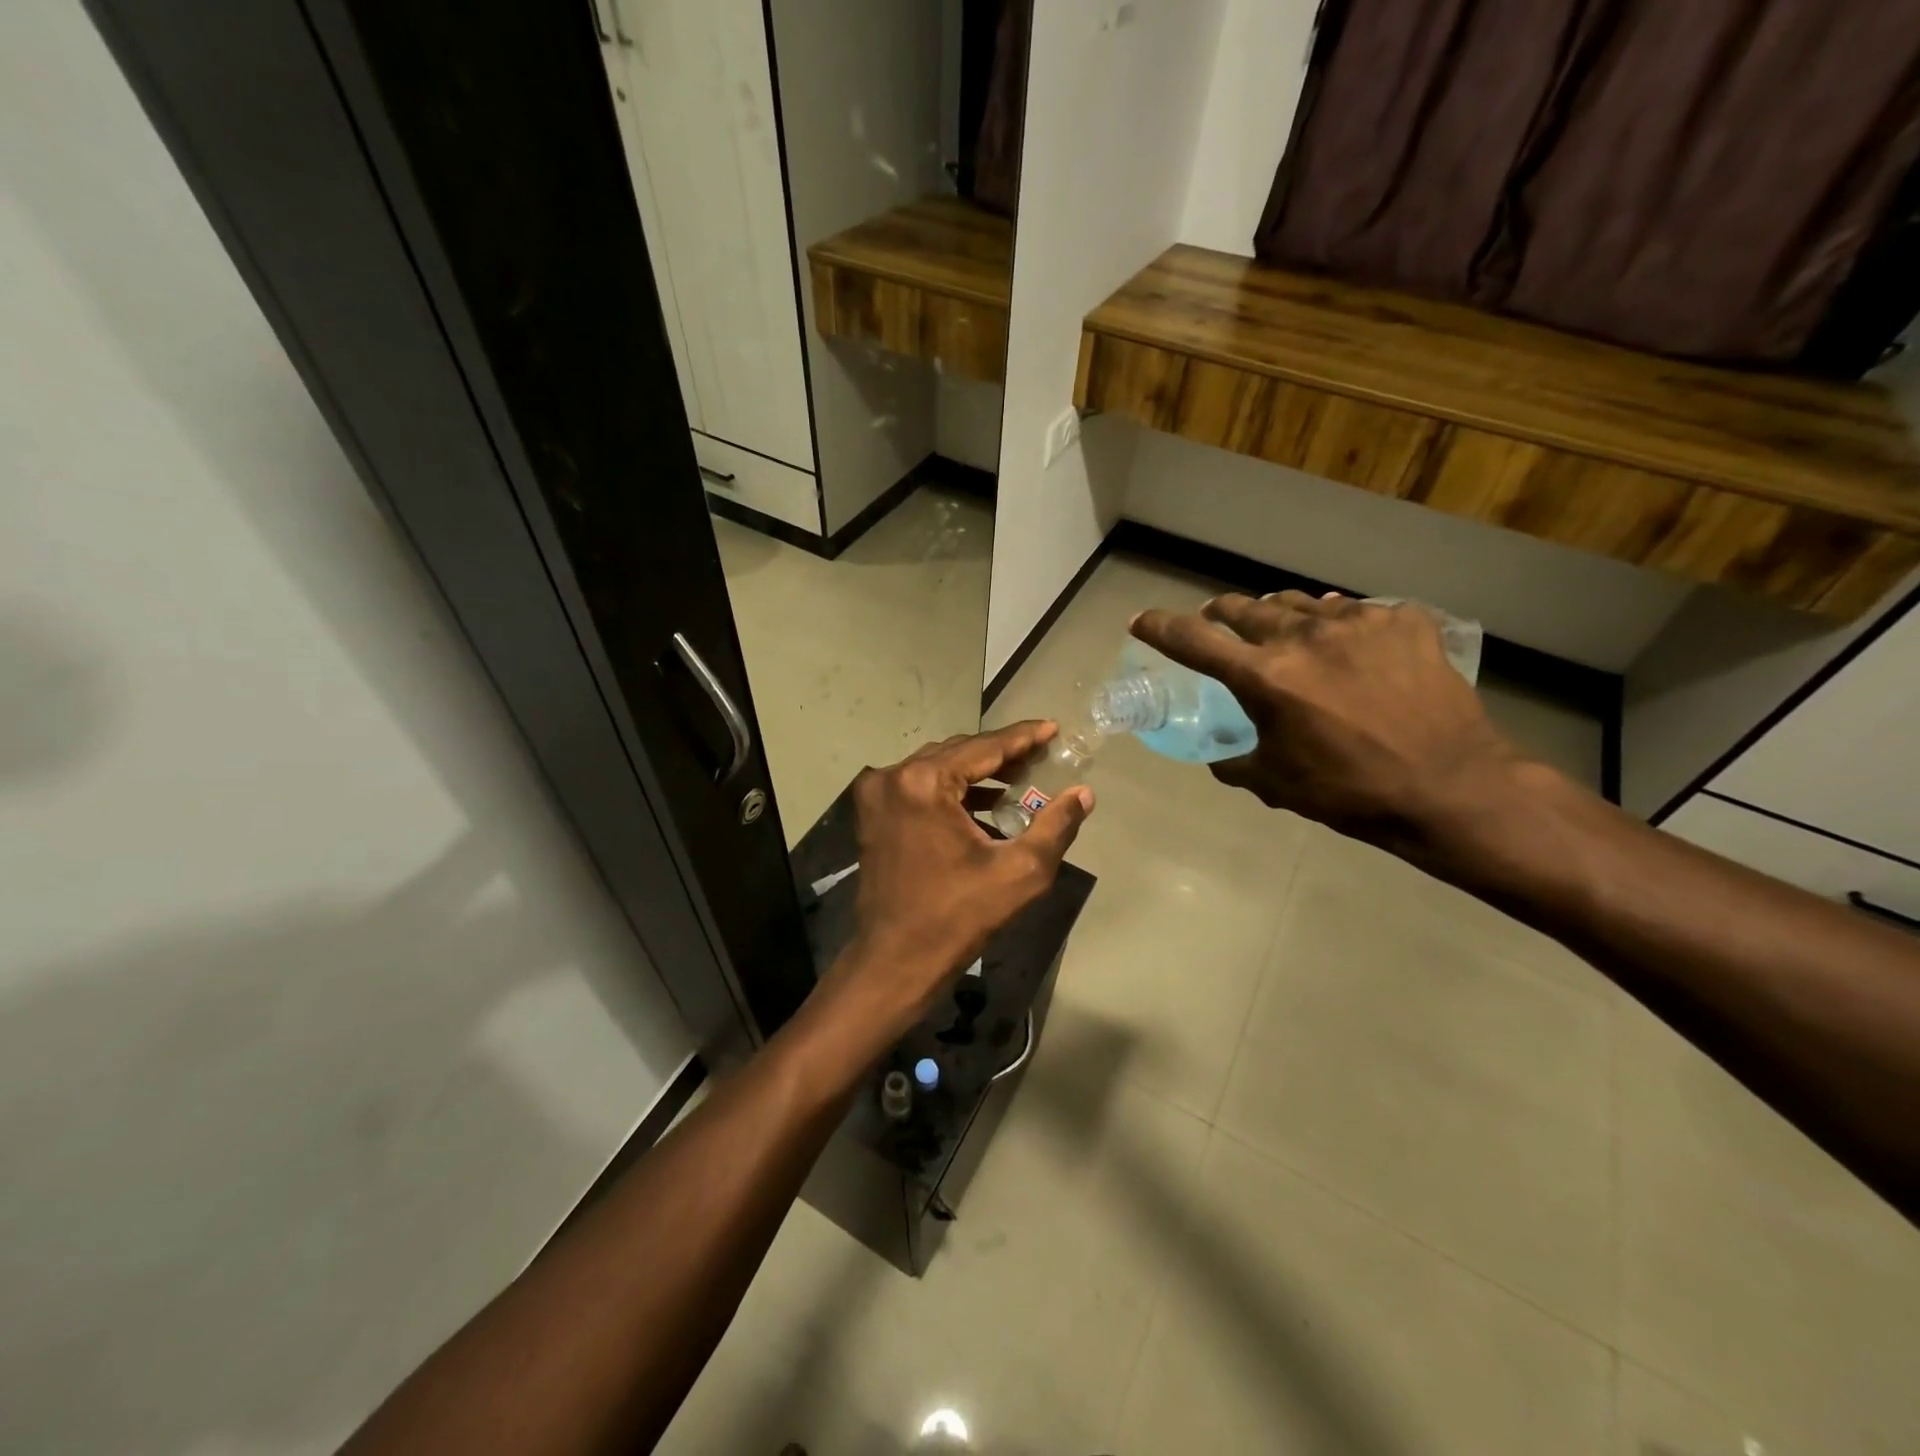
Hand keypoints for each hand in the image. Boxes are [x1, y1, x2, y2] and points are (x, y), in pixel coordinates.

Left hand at [832, 722, 1093, 1041]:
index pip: (984, 747)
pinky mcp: (873, 814)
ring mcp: (877, 795)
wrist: (895, 960)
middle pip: (958, 752)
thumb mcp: (1020, 872)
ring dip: (977, 771)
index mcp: (924, 783)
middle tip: (1040, 754)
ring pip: (937, 767)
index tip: (1051, 727)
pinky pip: (919, 787)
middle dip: (1001, 753)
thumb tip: (1084, 794)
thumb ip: (1056, 826)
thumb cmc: (958, 917)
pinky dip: (952, 790)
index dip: (1022, 737)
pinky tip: (985, 803)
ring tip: (1020, 778)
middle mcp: (893, 777)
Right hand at [1131, 592, 1523, 850]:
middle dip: (1220, 615)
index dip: (1159, 627)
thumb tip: (1221, 758)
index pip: (1193, 640)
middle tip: (1217, 624)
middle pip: (1244, 609)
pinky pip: (1355, 612)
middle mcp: (1302, 637)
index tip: (1140, 621)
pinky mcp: (1402, 622)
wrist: (1451, 787)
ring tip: (1284, 634)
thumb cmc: (1350, 791)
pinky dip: (1337, 625)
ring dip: (1278, 617)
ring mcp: (1357, 623)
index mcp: (1264, 677)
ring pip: (1298, 604)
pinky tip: (1348, 645)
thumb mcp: (1276, 783)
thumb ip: (1236, 763)